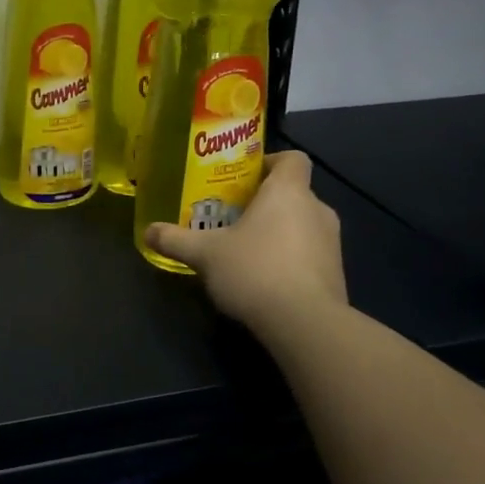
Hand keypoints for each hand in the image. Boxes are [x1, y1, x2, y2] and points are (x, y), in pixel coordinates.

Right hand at [143, 151, 347, 339]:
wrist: (306, 324)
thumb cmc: (255, 270)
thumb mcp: (205, 254)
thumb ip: (176, 239)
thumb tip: (148, 231)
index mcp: (288, 192)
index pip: (293, 159)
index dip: (271, 163)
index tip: (245, 178)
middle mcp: (317, 210)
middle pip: (294, 193)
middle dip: (265, 203)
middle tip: (233, 216)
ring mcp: (332, 243)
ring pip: (303, 225)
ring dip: (279, 232)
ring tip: (245, 250)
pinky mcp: (336, 274)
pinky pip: (310, 254)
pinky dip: (291, 259)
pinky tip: (264, 280)